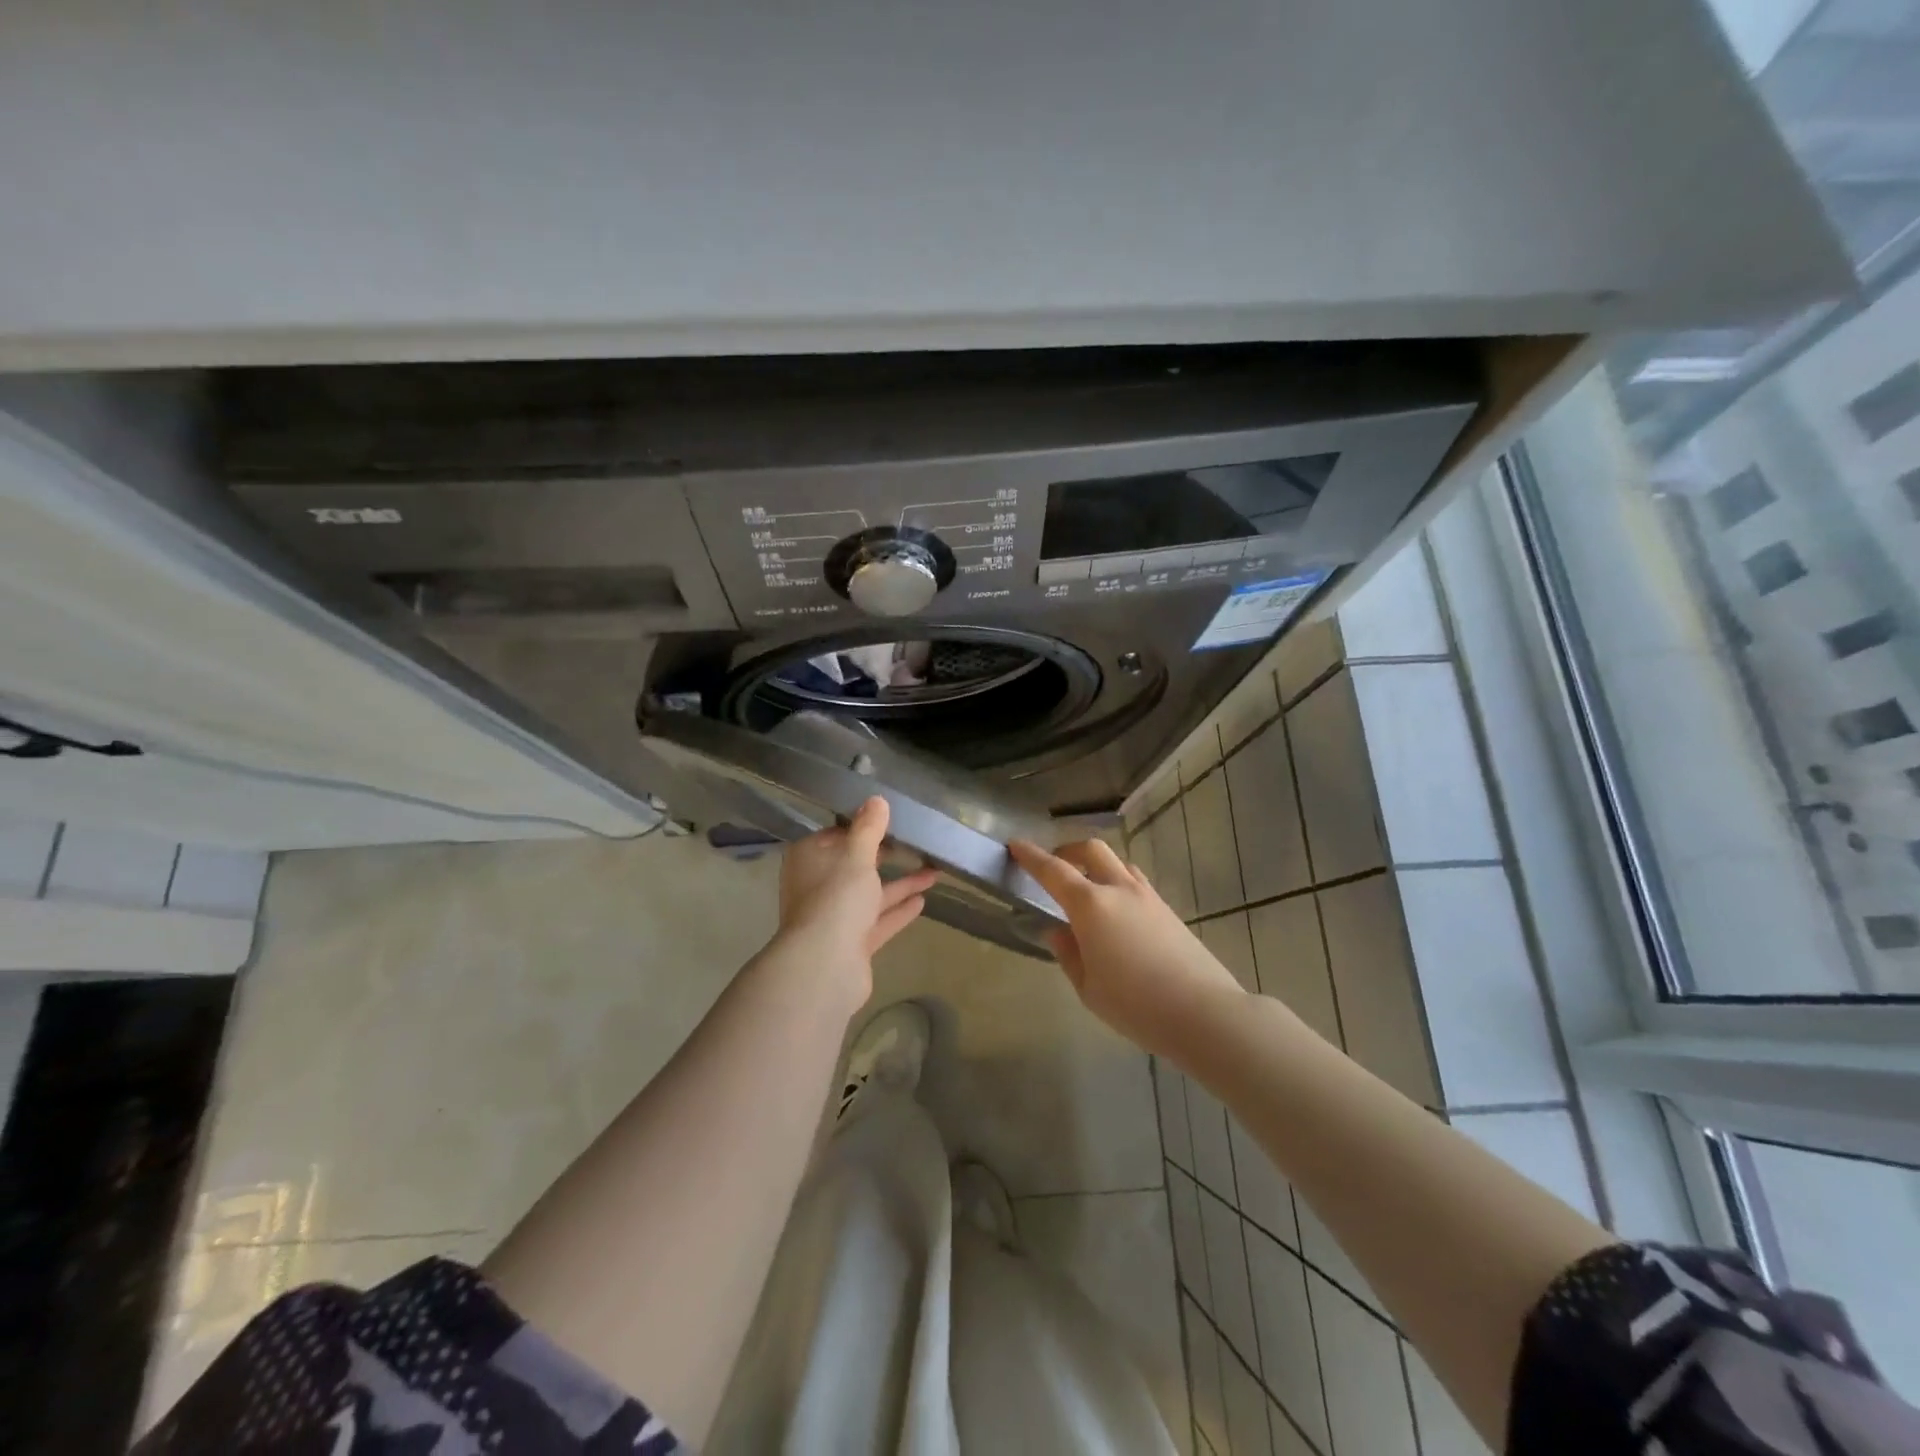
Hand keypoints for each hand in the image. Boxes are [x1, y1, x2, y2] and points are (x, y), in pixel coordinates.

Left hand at [777, 797, 939, 996]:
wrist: (825, 966)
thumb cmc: (836, 899)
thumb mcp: (856, 855)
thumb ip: (869, 829)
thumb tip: (877, 799)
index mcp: (809, 860)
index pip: (835, 835)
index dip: (861, 827)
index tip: (889, 820)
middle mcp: (818, 886)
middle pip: (854, 866)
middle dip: (884, 857)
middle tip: (914, 844)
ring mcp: (833, 918)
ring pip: (870, 894)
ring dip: (899, 884)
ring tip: (934, 872)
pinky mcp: (851, 943)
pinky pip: (877, 920)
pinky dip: (897, 910)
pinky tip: (923, 900)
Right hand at [1009, 837, 1243, 1056]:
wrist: (1204, 1012)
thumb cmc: (1135, 1004)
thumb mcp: (1088, 987)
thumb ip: (1068, 953)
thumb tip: (1057, 930)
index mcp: (1091, 905)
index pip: (1053, 871)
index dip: (1031, 856)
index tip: (1015, 845)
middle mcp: (1119, 889)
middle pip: (1091, 850)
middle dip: (1068, 851)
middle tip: (1054, 866)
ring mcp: (1148, 896)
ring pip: (1117, 863)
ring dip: (1096, 865)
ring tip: (1086, 889)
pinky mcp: (1167, 910)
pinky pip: (1134, 881)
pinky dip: (1117, 882)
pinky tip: (1116, 911)